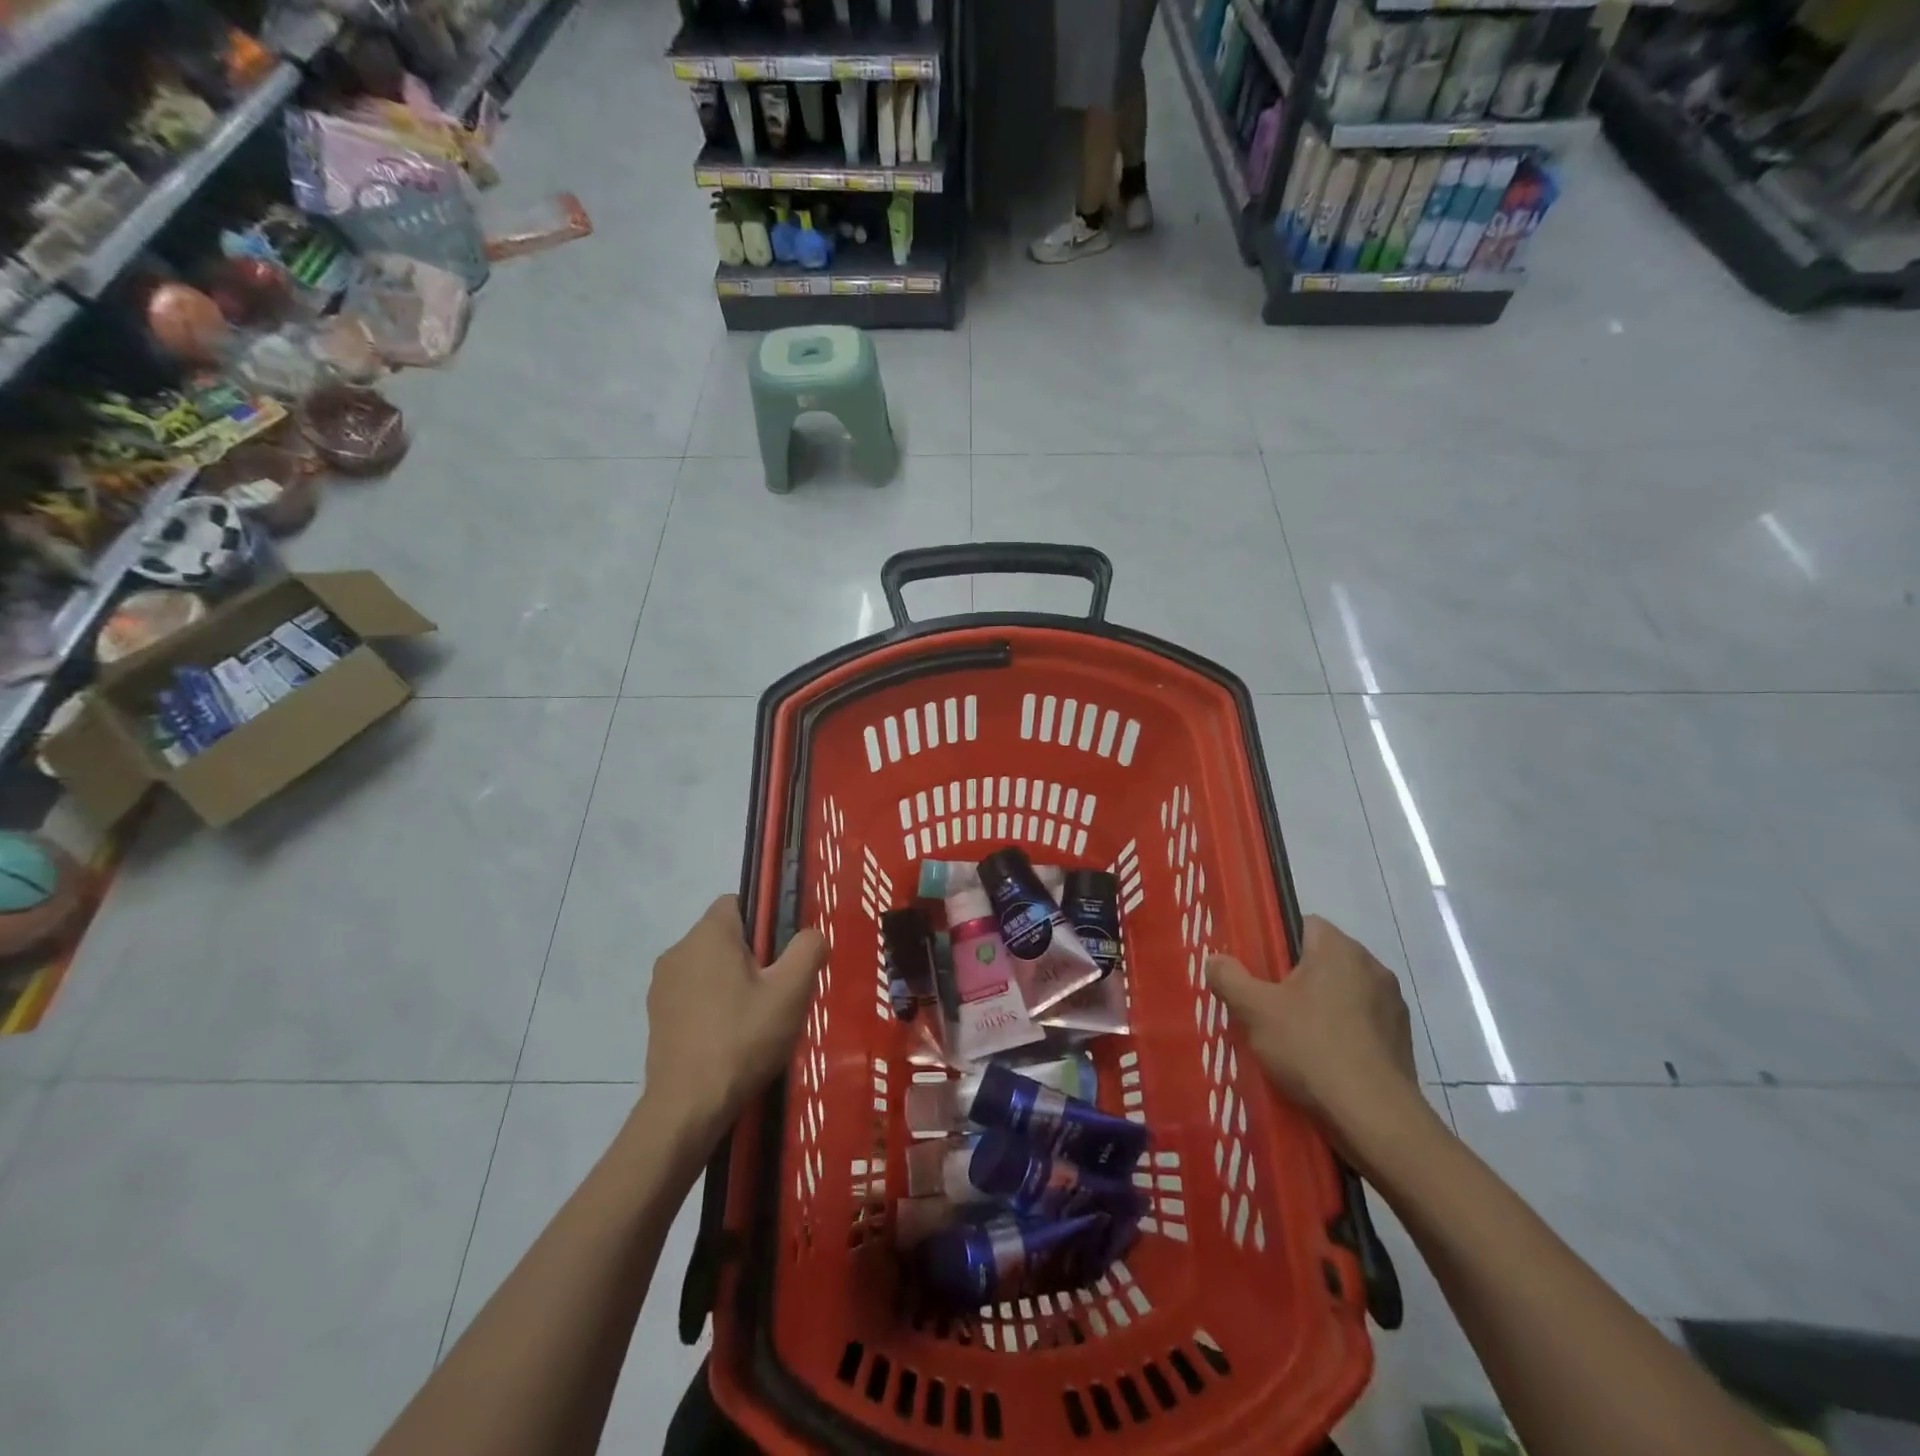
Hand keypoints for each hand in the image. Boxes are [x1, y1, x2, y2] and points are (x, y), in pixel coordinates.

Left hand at [643, 895, 825, 1140]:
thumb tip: (811, 935)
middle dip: (752, 954)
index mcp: (708, 934)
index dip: (765, 919)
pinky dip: (713, 1005)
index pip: (738, 901)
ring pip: (708, 966)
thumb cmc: (743, 1038)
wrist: (688, 1107)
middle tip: (778, 990)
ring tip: (757, 1018)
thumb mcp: (792, 991)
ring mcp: (662, 986)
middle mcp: (678, 950)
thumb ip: (808, 949)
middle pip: (724, 936)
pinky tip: (731, 1037)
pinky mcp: (656, 1017)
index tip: (782, 952)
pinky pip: (693, 994)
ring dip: (732, 982)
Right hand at [1205, 916, 1420, 1137]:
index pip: (1305, 924)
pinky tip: (1323, 1061)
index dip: (1277, 943)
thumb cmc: (1311, 1048)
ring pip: (1344, 993)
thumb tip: (1215, 960)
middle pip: (1323, 960)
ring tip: (1294, 1038)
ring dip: (1322, 1007)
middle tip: (1268, 1006)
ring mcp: (1392, 1005)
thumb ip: (1230, 978)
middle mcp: (1372, 967)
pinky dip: (1343, 1034)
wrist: (1374, 1117)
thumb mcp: (1255, 1010)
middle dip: (1297, 978)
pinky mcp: (1402, 1040)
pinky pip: (1362, 1024)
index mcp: (1339, 949)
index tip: (1259, 971)